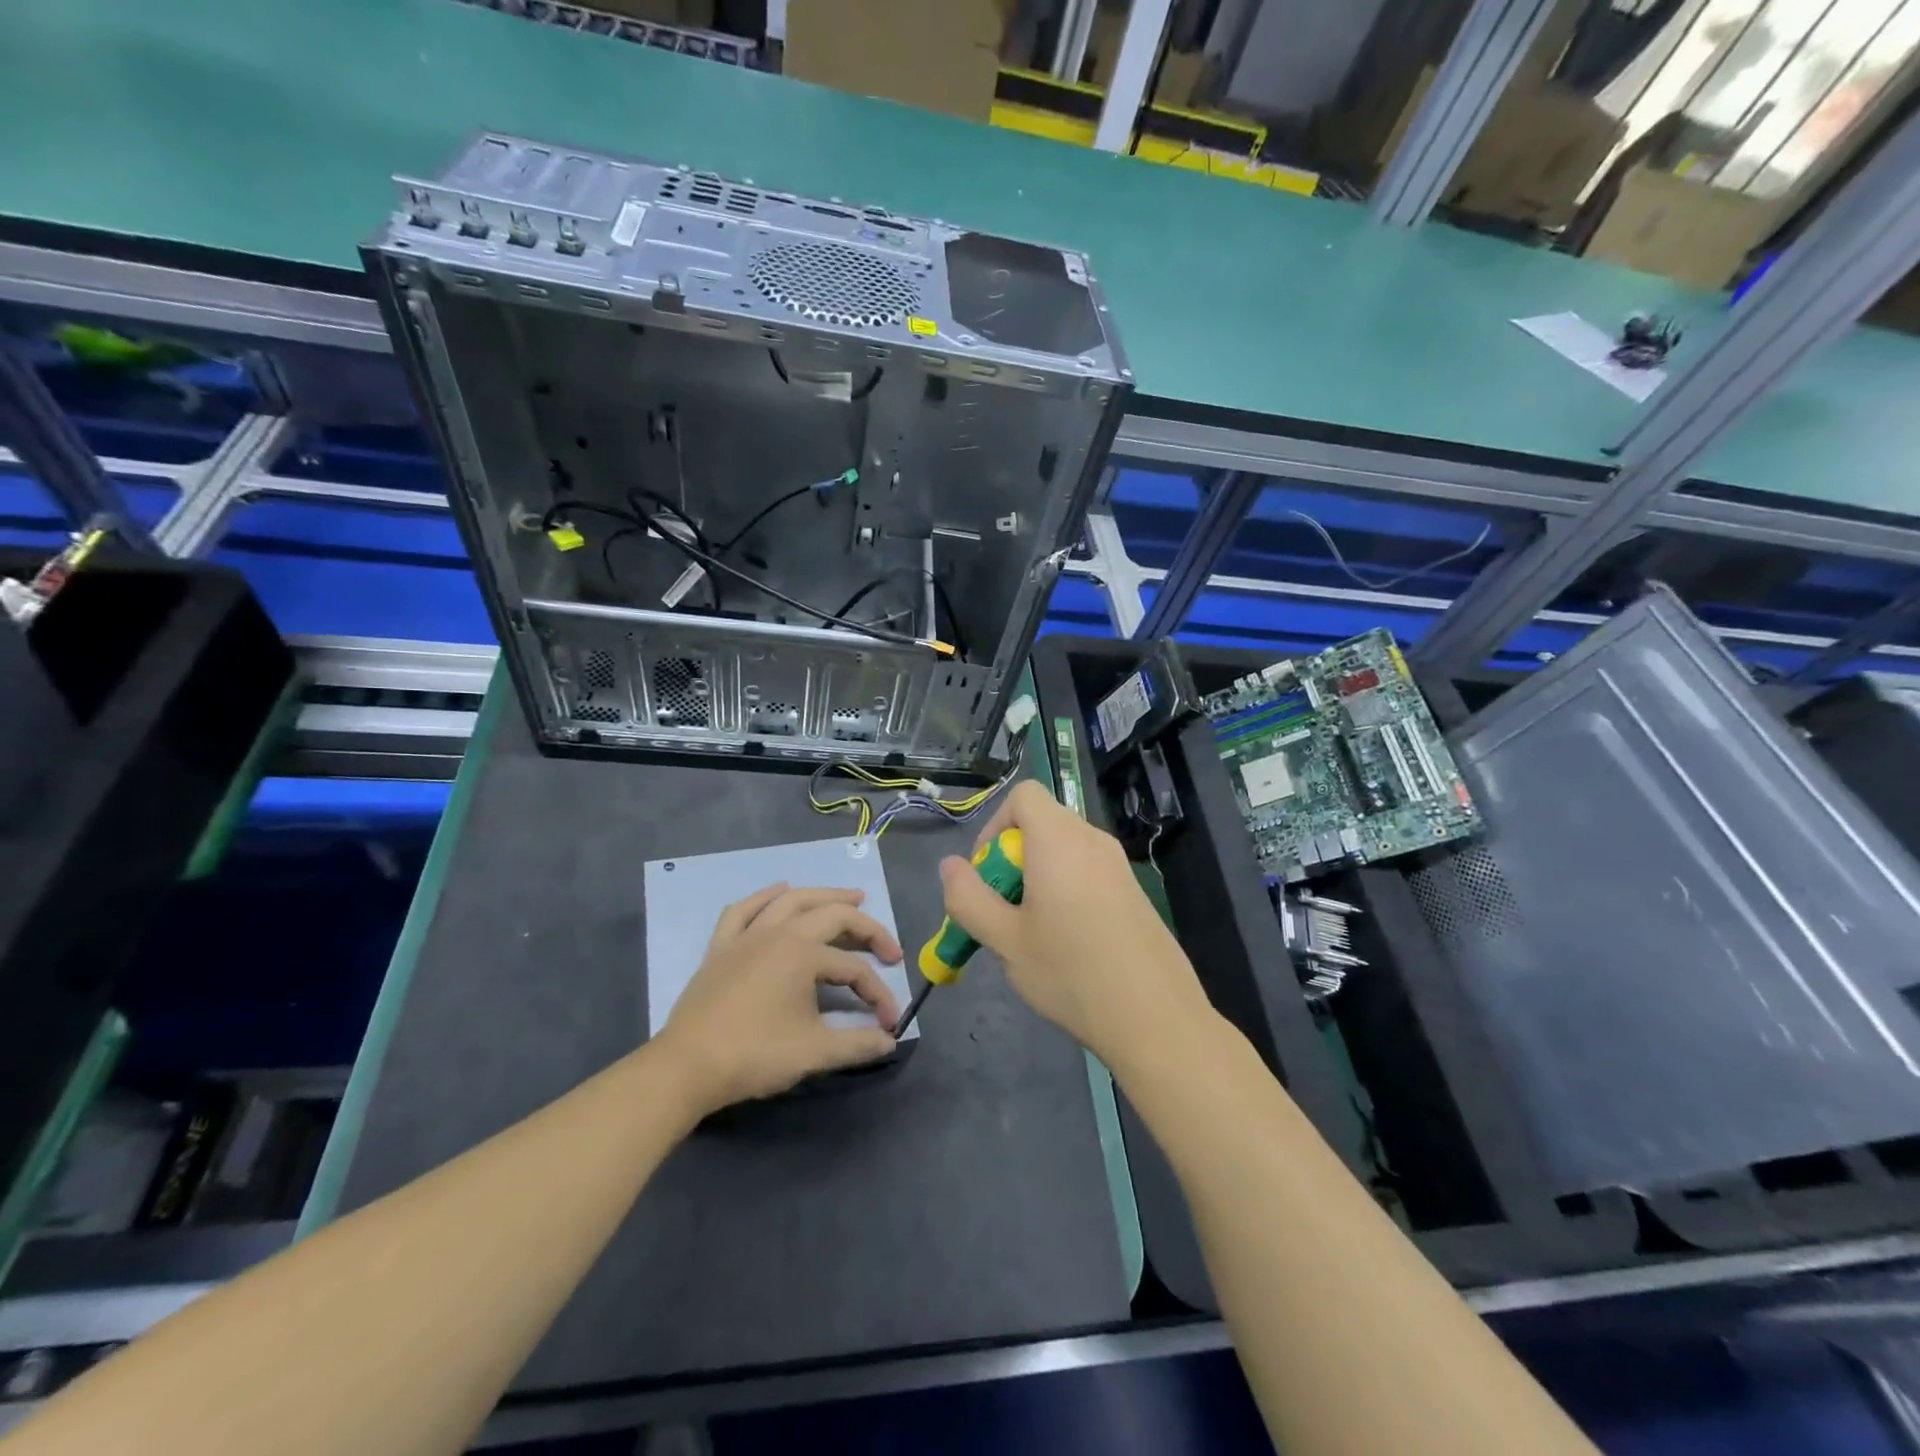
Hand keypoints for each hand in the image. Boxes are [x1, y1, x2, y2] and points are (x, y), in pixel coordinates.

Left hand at [655, 884, 902, 1114]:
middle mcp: (779, 933)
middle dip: (867, 928)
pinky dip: (764, 896)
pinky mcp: (721, 948)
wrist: (687, 1067)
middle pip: (832, 916)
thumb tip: (889, 1043)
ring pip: (791, 901)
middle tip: (888, 946)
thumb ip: (857, 1044)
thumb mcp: (815, 1052)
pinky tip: (779, 890)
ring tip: (849, 897)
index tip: (889, 1024)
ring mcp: (747, 936)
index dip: (878, 995)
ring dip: (824, 895)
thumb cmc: (754, 1054)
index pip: (854, 970)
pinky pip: (744, 910)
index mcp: (804, 954)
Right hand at [937, 781, 1212, 1071]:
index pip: (1023, 795)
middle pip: (1042, 823)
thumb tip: (949, 865)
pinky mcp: (1134, 891)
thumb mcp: (1005, 940)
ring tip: (1033, 933)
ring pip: (1064, 850)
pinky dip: (1066, 889)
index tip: (988, 874)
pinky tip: (1068, 943)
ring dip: (1038, 877)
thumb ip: (968, 897)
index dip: (995, 826)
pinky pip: (1087, 871)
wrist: (1156, 1018)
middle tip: (1005, 911)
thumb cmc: (1071, 973)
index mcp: (1059, 840)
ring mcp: (1118, 865)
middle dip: (1012, 858)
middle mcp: (1092, 840)